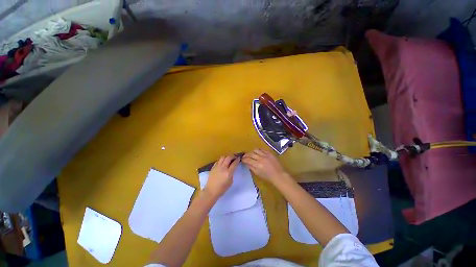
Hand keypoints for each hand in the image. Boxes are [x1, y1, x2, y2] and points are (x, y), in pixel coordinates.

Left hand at [204, 155, 239, 198]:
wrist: (211, 191)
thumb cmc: (222, 189)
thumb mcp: (230, 182)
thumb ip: (232, 174)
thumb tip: (232, 169)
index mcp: (228, 173)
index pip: (234, 163)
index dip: (237, 160)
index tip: (239, 158)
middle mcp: (223, 168)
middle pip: (228, 157)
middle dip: (232, 156)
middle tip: (234, 157)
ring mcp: (217, 167)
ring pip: (223, 157)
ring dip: (227, 156)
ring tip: (228, 158)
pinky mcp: (213, 167)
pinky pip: (218, 160)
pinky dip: (221, 160)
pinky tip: (222, 162)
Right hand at [242, 149, 288, 183]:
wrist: (278, 175)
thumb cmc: (268, 176)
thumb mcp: (258, 173)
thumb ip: (251, 167)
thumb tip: (246, 162)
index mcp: (258, 165)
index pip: (248, 160)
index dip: (244, 159)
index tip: (242, 159)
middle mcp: (261, 158)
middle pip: (251, 154)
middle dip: (246, 154)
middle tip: (244, 156)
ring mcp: (266, 155)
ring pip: (256, 150)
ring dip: (252, 151)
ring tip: (251, 154)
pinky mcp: (270, 153)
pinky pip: (262, 149)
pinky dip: (259, 150)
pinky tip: (258, 153)